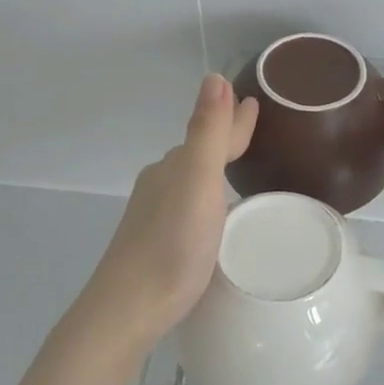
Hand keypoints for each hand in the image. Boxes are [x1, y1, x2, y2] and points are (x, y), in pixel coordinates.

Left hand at [81, 74, 258, 345]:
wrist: (129, 308)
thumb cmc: (172, 245)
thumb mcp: (198, 182)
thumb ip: (207, 132)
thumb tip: (214, 77)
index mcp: (175, 167)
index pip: (212, 133)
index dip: (235, 119)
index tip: (254, 101)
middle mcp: (162, 184)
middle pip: (200, 153)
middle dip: (224, 138)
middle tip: (252, 128)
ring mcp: (156, 215)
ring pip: (192, 180)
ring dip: (214, 168)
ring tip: (237, 167)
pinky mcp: (157, 242)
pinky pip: (189, 206)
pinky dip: (207, 197)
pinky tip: (214, 215)